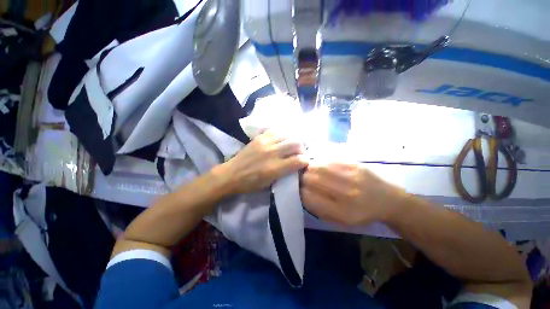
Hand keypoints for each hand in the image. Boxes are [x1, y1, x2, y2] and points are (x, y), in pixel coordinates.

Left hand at [219, 130, 307, 194]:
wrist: (231, 174)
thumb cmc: (250, 183)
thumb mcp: (269, 183)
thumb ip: (284, 173)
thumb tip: (295, 165)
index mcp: (275, 168)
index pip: (298, 160)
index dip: (305, 161)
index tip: (304, 162)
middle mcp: (272, 153)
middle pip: (296, 143)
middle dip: (301, 148)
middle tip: (299, 153)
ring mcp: (265, 142)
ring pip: (287, 135)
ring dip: (293, 140)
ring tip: (292, 144)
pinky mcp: (259, 137)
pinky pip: (276, 130)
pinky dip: (282, 134)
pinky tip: (282, 138)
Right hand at [301, 162, 407, 225]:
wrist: (388, 200)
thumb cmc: (361, 213)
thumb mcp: (340, 221)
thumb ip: (319, 209)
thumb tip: (302, 193)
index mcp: (341, 212)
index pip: (307, 197)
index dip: (300, 192)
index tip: (302, 191)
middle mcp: (345, 193)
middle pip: (310, 179)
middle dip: (303, 179)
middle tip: (305, 180)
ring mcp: (350, 176)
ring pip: (316, 167)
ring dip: (310, 169)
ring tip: (312, 172)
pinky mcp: (354, 164)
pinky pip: (328, 160)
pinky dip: (320, 163)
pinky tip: (322, 166)